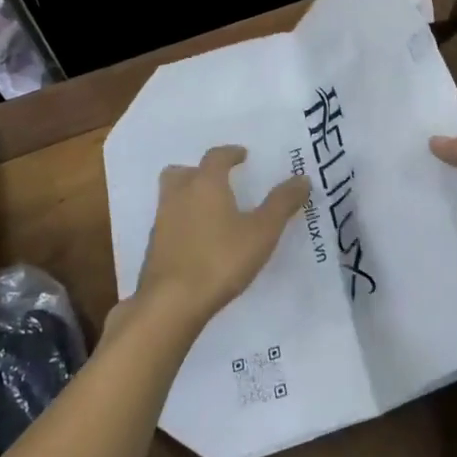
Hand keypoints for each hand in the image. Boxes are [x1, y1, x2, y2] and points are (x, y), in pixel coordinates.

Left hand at [133, 146, 309, 332]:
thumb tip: (302, 178)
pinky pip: (169, 222)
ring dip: (188, 196)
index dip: (230, 153)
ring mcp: (162, 222)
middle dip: (200, 171)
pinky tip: (198, 240)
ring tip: (210, 211)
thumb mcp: (262, 232)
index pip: (216, 156)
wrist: (171, 303)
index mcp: (205, 184)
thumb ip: (282, 204)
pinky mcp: (154, 247)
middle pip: (183, 172)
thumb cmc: (221, 260)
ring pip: (171, 196)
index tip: (242, 156)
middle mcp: (179, 195)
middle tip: (219, 180)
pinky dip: (182, 222)